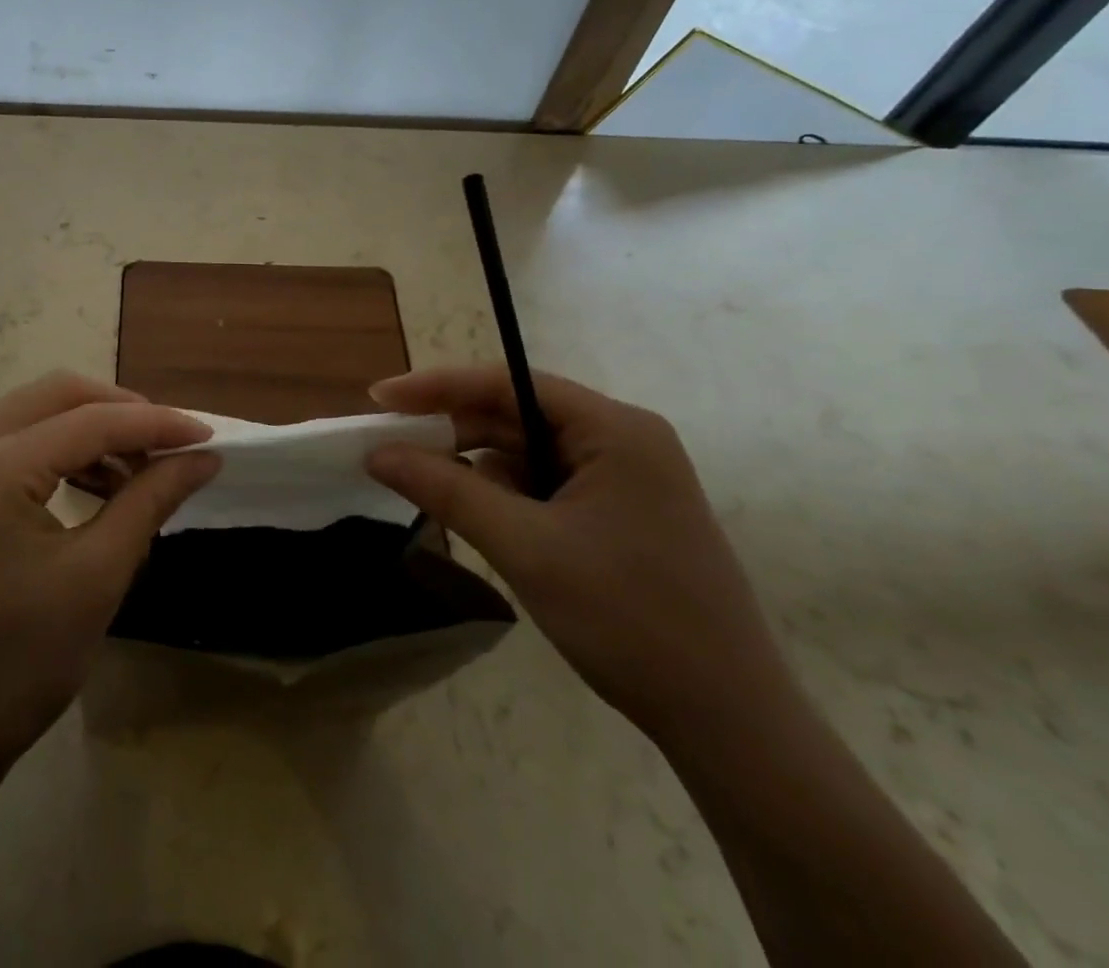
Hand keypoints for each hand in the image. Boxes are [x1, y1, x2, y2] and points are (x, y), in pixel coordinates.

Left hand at [0, 373, 218, 818]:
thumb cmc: (17, 666)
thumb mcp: (97, 576)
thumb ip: (151, 500)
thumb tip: (203, 458)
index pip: (90, 421)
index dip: (156, 424)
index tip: (209, 437)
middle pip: (55, 397)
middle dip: (120, 412)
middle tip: (171, 445)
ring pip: (34, 417)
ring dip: (91, 432)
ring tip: (139, 473)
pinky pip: (13, 447)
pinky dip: (61, 455)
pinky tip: (97, 488)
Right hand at [366, 367, 798, 748]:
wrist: (730, 725)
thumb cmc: (628, 619)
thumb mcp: (524, 547)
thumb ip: (446, 489)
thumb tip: (378, 453)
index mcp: (614, 430)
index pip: (509, 384)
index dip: (438, 387)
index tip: (380, 398)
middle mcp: (623, 442)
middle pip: (517, 416)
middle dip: (454, 432)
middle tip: (391, 449)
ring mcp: (626, 480)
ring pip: (529, 454)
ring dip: (478, 470)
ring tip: (428, 490)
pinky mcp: (622, 516)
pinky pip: (546, 487)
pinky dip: (506, 498)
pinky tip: (480, 521)